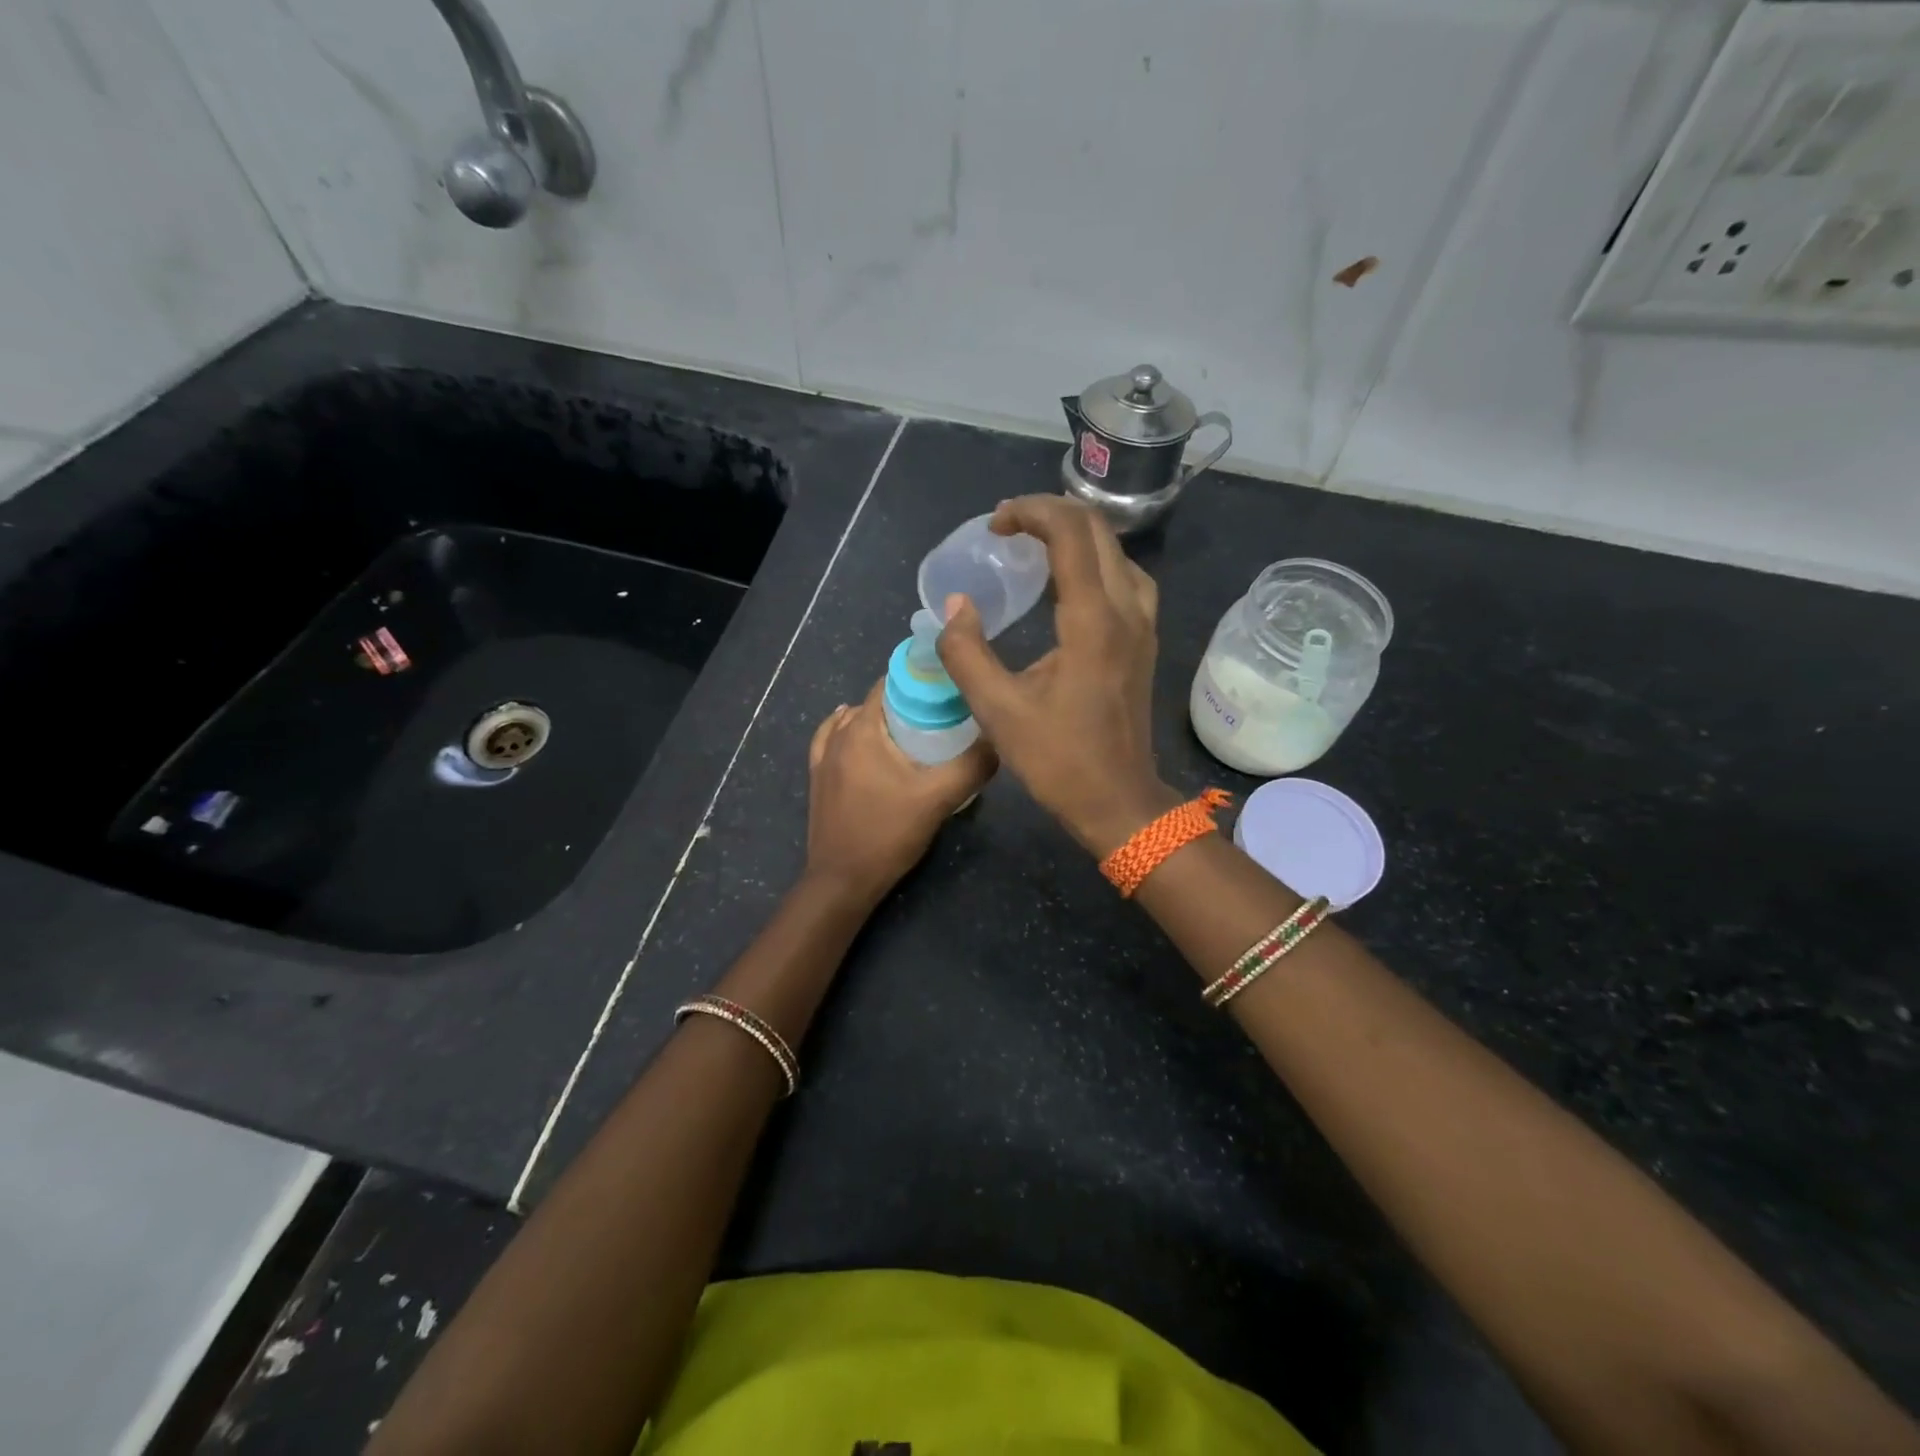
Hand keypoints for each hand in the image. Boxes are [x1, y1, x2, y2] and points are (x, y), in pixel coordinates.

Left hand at [804, 678, 995, 904]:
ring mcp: (823, 757)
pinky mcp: (818, 779)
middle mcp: (838, 735)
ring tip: (912, 729)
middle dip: (908, 701)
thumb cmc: (888, 834)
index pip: (891, 683)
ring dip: (881, 718)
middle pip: (876, 702)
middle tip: (943, 714)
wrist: (842, 880)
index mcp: (862, 729)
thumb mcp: (938, 799)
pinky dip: (850, 731)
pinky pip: (832, 740)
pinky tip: (864, 739)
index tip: (951, 688)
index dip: (922, 679)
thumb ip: (972, 766)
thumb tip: (998, 740)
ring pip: (854, 721)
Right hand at [937, 496, 1177, 856]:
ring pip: (1117, 551)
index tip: (995, 525)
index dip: (1030, 512)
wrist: (1119, 801)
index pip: (1070, 532)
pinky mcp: (1145, 641)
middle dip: (1051, 514)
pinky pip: (1126, 578)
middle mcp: (1127, 610)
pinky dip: (1095, 562)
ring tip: (1036, 546)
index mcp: (1092, 620)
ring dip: (1077, 536)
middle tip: (1008, 528)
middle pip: (1098, 530)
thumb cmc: (1059, 760)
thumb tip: (955, 606)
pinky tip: (1069, 583)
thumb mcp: (998, 711)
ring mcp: (1143, 625)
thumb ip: (966, 653)